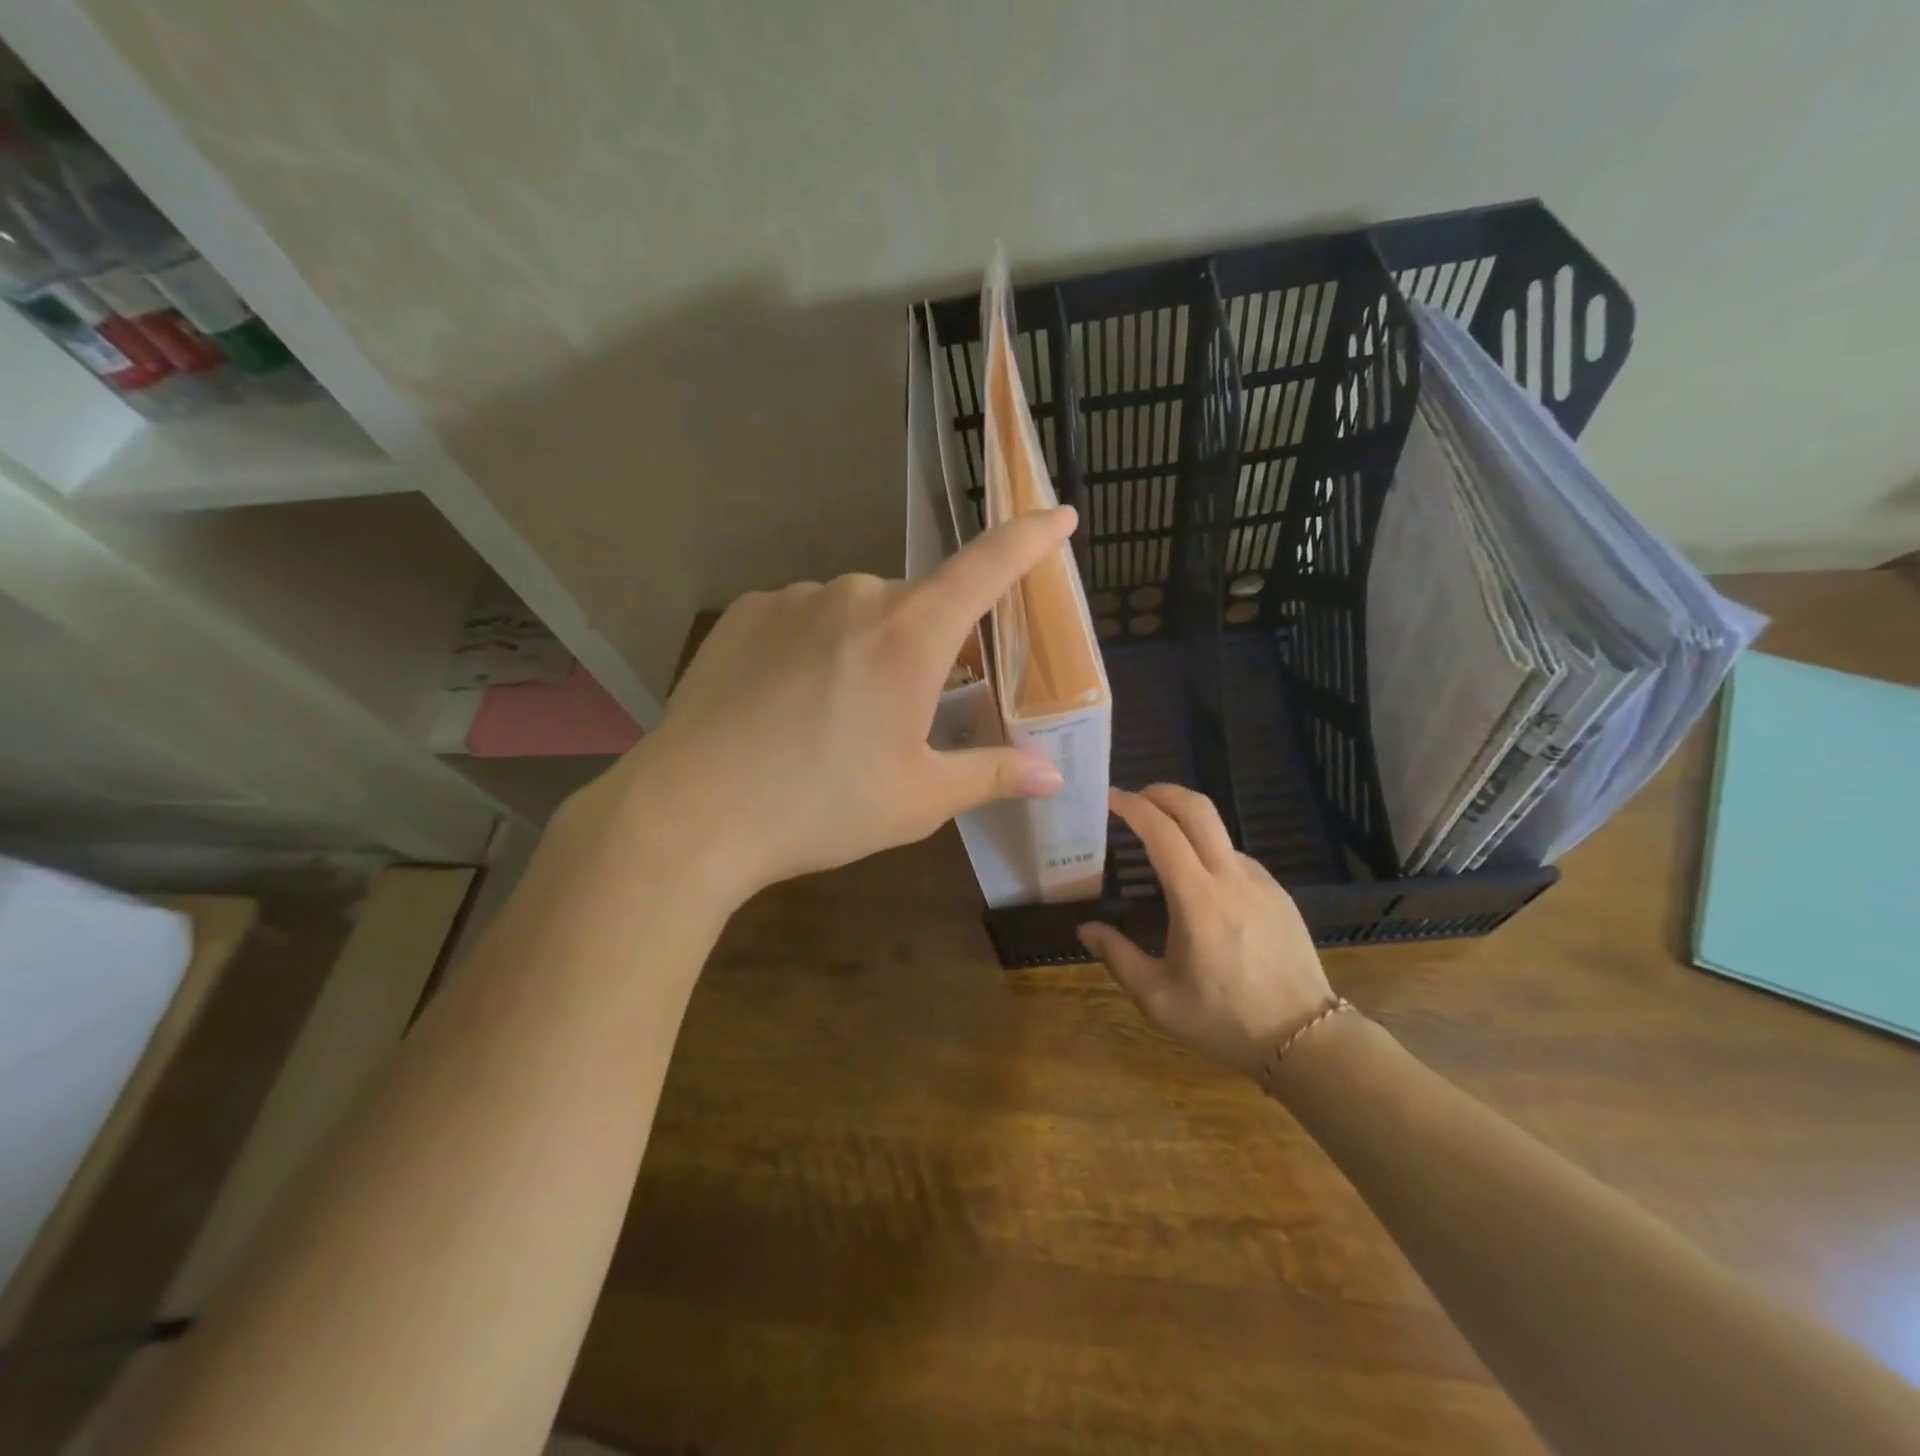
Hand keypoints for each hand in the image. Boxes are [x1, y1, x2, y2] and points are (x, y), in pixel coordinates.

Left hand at [579, 508, 1078, 904]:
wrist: (690, 814)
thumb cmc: (820, 807)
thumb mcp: (918, 800)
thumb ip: (990, 775)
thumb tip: (1053, 777)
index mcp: (909, 637)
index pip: (987, 567)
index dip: (1029, 537)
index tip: (1059, 514)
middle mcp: (855, 597)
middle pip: (917, 606)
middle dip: (928, 647)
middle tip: (909, 711)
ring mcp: (794, 599)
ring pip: (858, 614)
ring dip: (868, 650)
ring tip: (835, 719)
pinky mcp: (746, 614)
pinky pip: (805, 619)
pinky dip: (816, 650)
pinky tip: (787, 704)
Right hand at [1076, 785, 1335, 1081]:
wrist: (1308, 1040)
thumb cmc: (1225, 1020)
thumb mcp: (1159, 999)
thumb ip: (1118, 957)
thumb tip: (1086, 929)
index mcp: (1198, 899)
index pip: (1161, 832)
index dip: (1132, 807)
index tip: (1109, 797)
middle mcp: (1232, 878)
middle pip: (1198, 809)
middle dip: (1163, 792)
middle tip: (1135, 798)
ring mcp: (1261, 883)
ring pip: (1219, 832)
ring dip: (1186, 823)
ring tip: (1161, 845)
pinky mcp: (1279, 894)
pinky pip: (1237, 858)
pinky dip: (1209, 851)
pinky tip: (1199, 883)